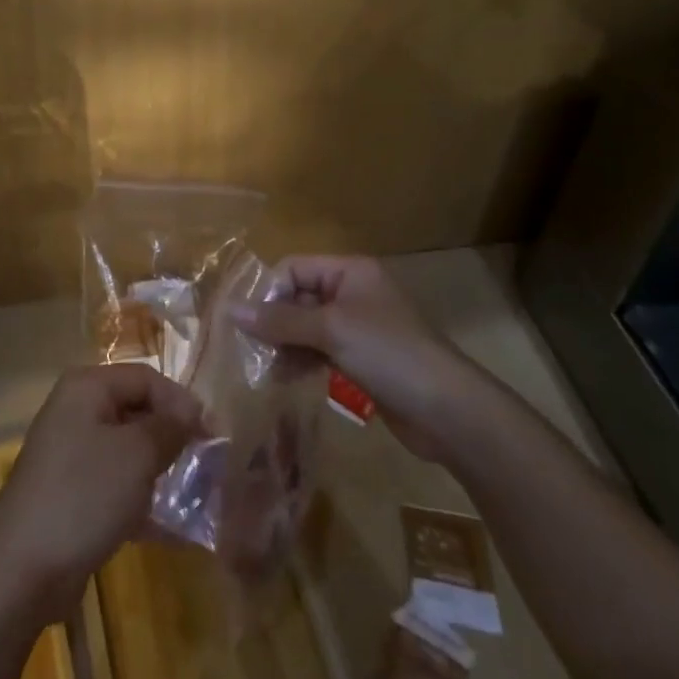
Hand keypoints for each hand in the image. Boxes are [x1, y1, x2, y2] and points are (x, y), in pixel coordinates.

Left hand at [0, 364, 204, 622]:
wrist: (23, 566)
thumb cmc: (85, 494)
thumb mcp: (137, 454)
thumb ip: (169, 427)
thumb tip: (191, 412)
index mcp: (87, 387)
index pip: (146, 378)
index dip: (181, 402)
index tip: (212, 436)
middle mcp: (76, 410)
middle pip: (136, 411)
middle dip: (172, 437)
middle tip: (206, 466)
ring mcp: (70, 453)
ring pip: (127, 450)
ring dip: (160, 470)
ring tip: (193, 496)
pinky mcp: (71, 492)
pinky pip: (115, 484)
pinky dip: (141, 499)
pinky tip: (169, 528)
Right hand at [232, 255, 485, 462]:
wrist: (448, 411)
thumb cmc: (388, 353)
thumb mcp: (330, 330)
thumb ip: (279, 319)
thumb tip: (230, 308)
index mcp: (350, 272)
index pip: (294, 268)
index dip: (269, 291)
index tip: (249, 323)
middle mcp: (353, 293)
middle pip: (299, 297)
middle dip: (274, 322)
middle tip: (251, 350)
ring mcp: (359, 328)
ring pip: (307, 327)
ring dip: (285, 345)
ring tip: (266, 370)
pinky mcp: (362, 360)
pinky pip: (321, 351)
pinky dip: (302, 361)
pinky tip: (286, 379)